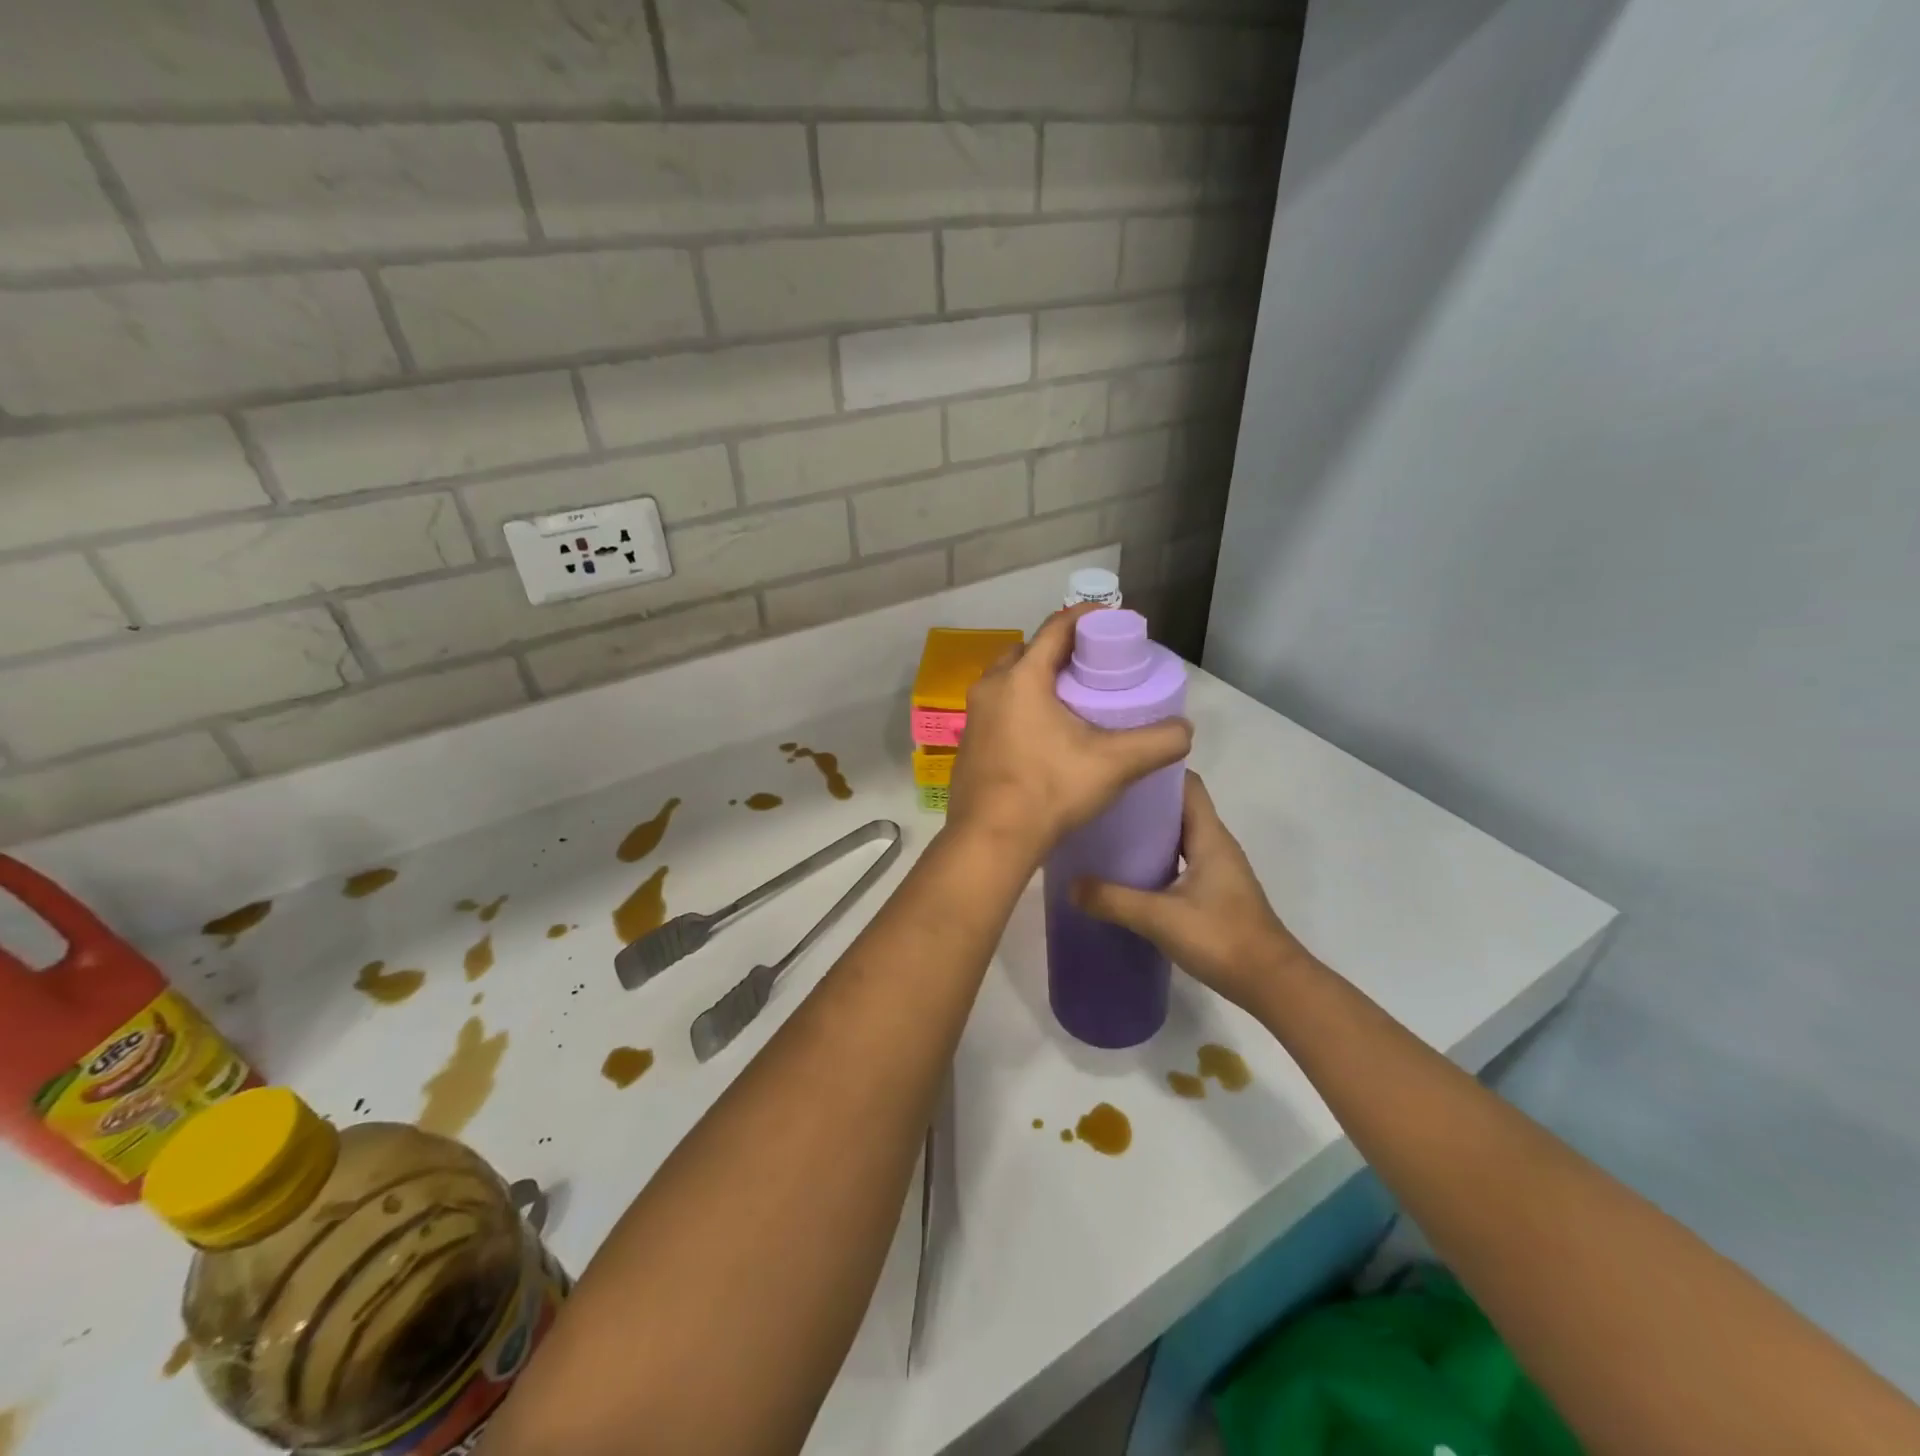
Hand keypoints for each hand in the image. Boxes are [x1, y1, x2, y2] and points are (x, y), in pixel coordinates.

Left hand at [946, 605, 1192, 867]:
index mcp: (1021, 678)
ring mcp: (974, 717)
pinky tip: (1043, 732)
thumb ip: (1158, 742)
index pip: (1056, 628)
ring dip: (1038, 680)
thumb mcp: (1114, 764)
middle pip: (1029, 652)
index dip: (1086, 618)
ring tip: (1071, 698)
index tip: (1112, 622)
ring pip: (1010, 681)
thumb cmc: (1049, 791)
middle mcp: (990, 687)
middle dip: (1060, 650)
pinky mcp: (968, 744)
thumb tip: (1185, 730)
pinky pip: (998, 709)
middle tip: (1093, 664)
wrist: (990, 841)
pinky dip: (1021, 706)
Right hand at [1072, 772, 1309, 1009]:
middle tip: (1100, 800)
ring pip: (1178, 836)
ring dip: (1147, 832)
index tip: (1119, 766)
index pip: (1186, 784)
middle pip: (1178, 808)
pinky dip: (1155, 858)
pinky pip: (1179, 861)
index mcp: (1209, 836)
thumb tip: (1070, 885)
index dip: (1156, 771)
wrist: (1271, 984)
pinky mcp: (1213, 892)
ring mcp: (1216, 869)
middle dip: (1142, 802)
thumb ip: (1113, 900)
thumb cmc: (1222, 937)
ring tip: (1105, 831)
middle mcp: (1215, 844)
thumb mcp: (1160, 917)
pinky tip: (1127, 872)